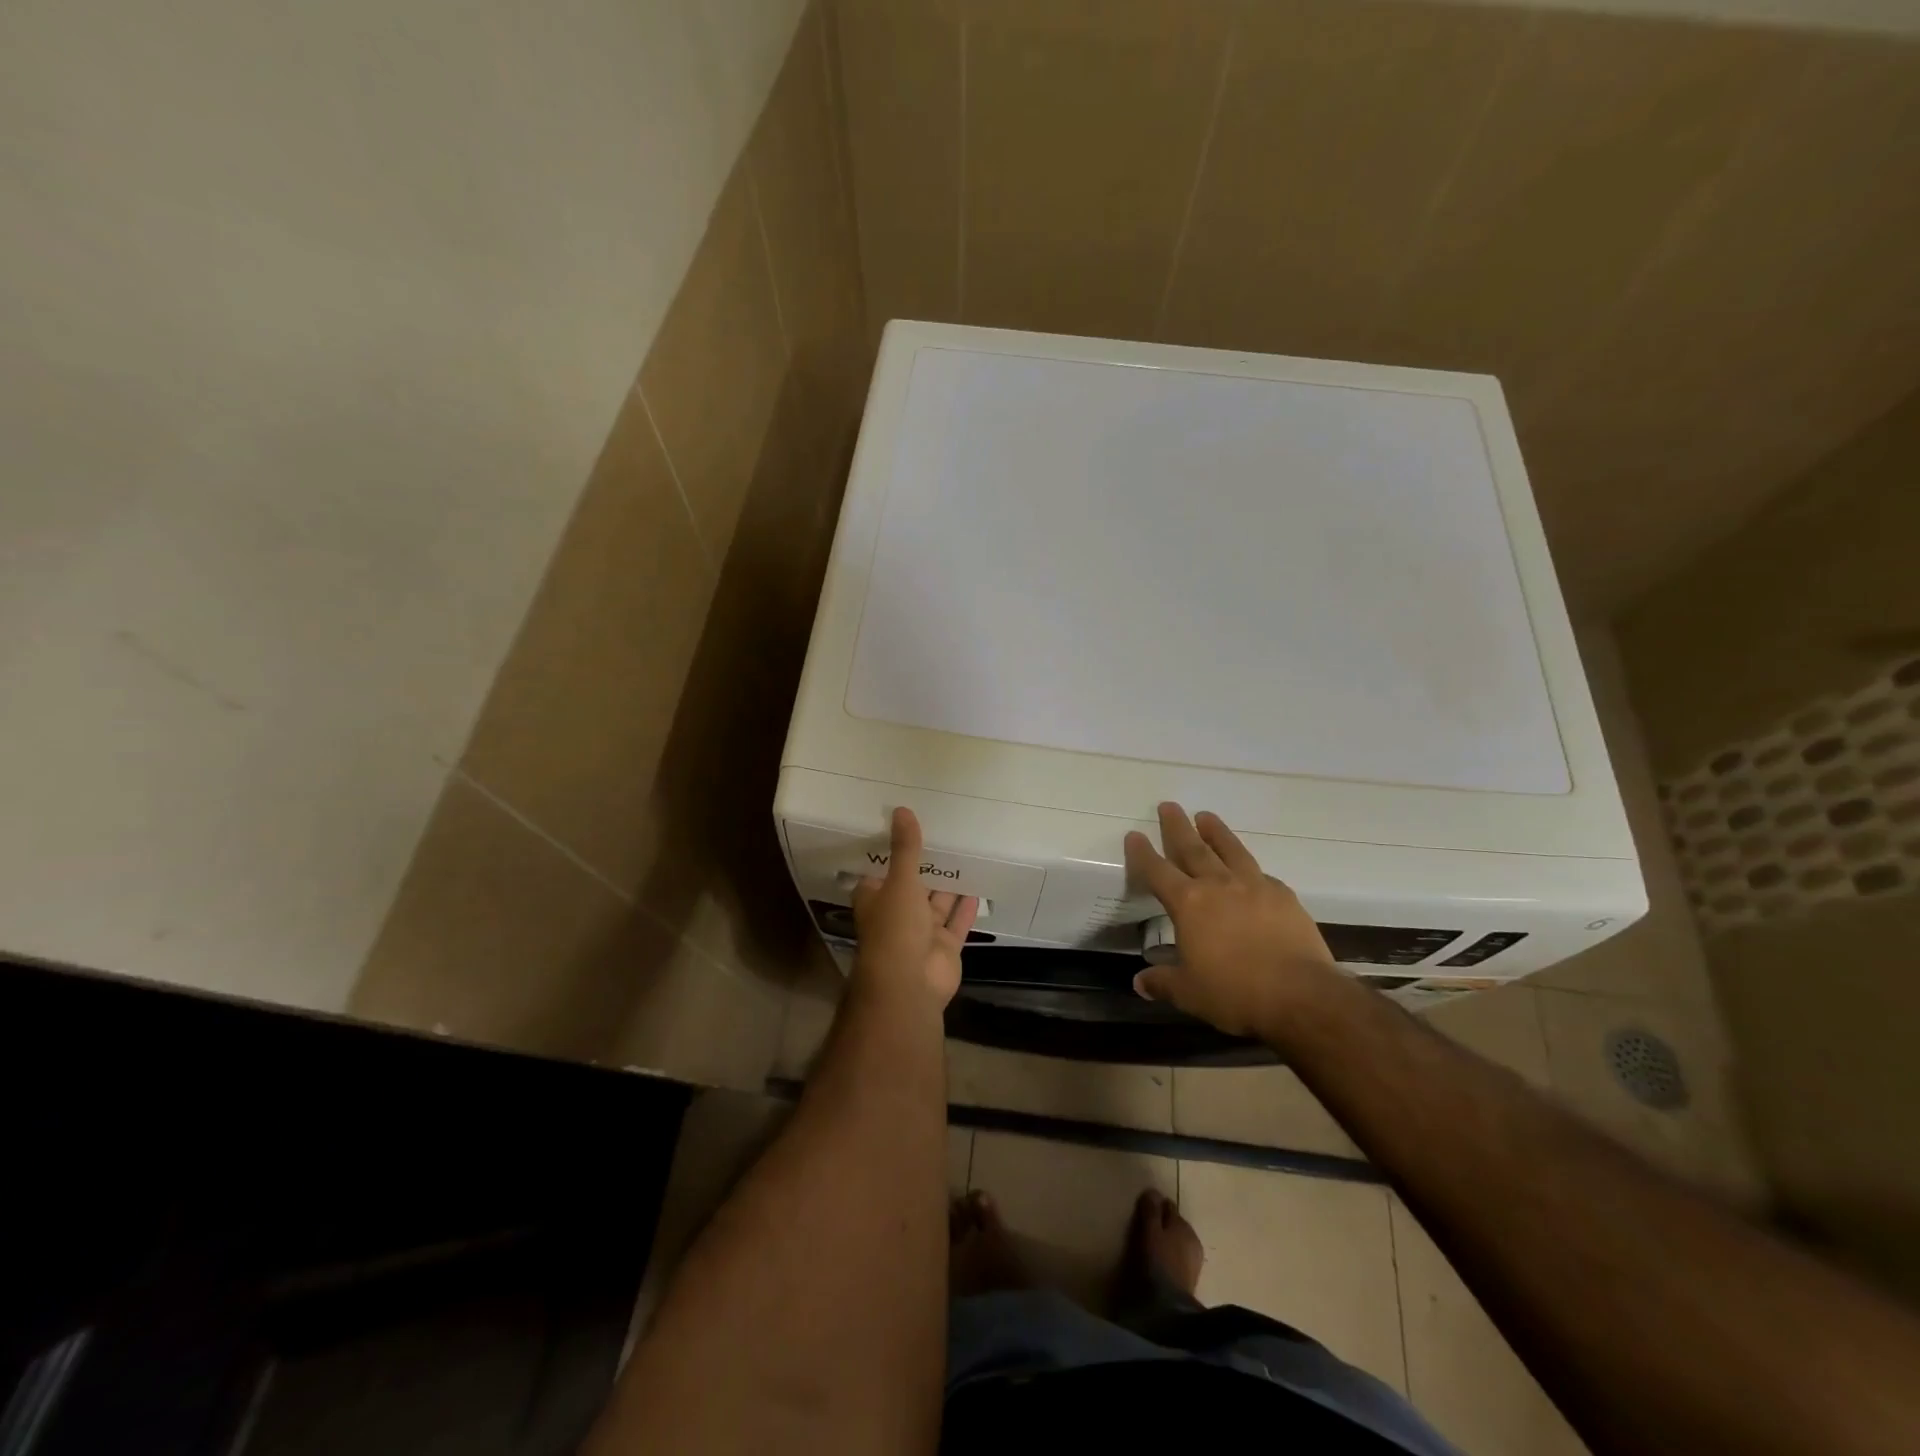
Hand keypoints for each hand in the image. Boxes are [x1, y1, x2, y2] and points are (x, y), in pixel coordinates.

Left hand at [851, 807, 977, 1008]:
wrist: (909, 985)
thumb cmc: (894, 929)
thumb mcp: (900, 882)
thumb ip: (905, 849)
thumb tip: (902, 810)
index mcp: (876, 899)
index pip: (880, 872)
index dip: (890, 854)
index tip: (905, 831)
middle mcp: (897, 915)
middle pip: (912, 887)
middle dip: (925, 868)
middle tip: (943, 838)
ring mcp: (921, 933)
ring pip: (936, 904)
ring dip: (948, 886)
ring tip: (964, 856)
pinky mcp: (944, 947)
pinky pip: (956, 923)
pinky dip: (966, 907)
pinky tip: (978, 886)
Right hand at [1124, 802, 1338, 1036]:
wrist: (1301, 996)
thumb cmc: (1234, 993)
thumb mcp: (1189, 993)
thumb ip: (1163, 982)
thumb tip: (1140, 982)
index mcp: (1188, 904)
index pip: (1157, 871)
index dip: (1142, 853)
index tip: (1134, 835)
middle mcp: (1218, 885)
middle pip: (1192, 848)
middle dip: (1177, 827)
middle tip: (1169, 805)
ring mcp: (1254, 886)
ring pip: (1230, 849)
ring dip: (1215, 831)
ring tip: (1206, 816)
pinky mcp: (1284, 896)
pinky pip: (1260, 873)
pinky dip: (1248, 865)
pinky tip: (1249, 869)